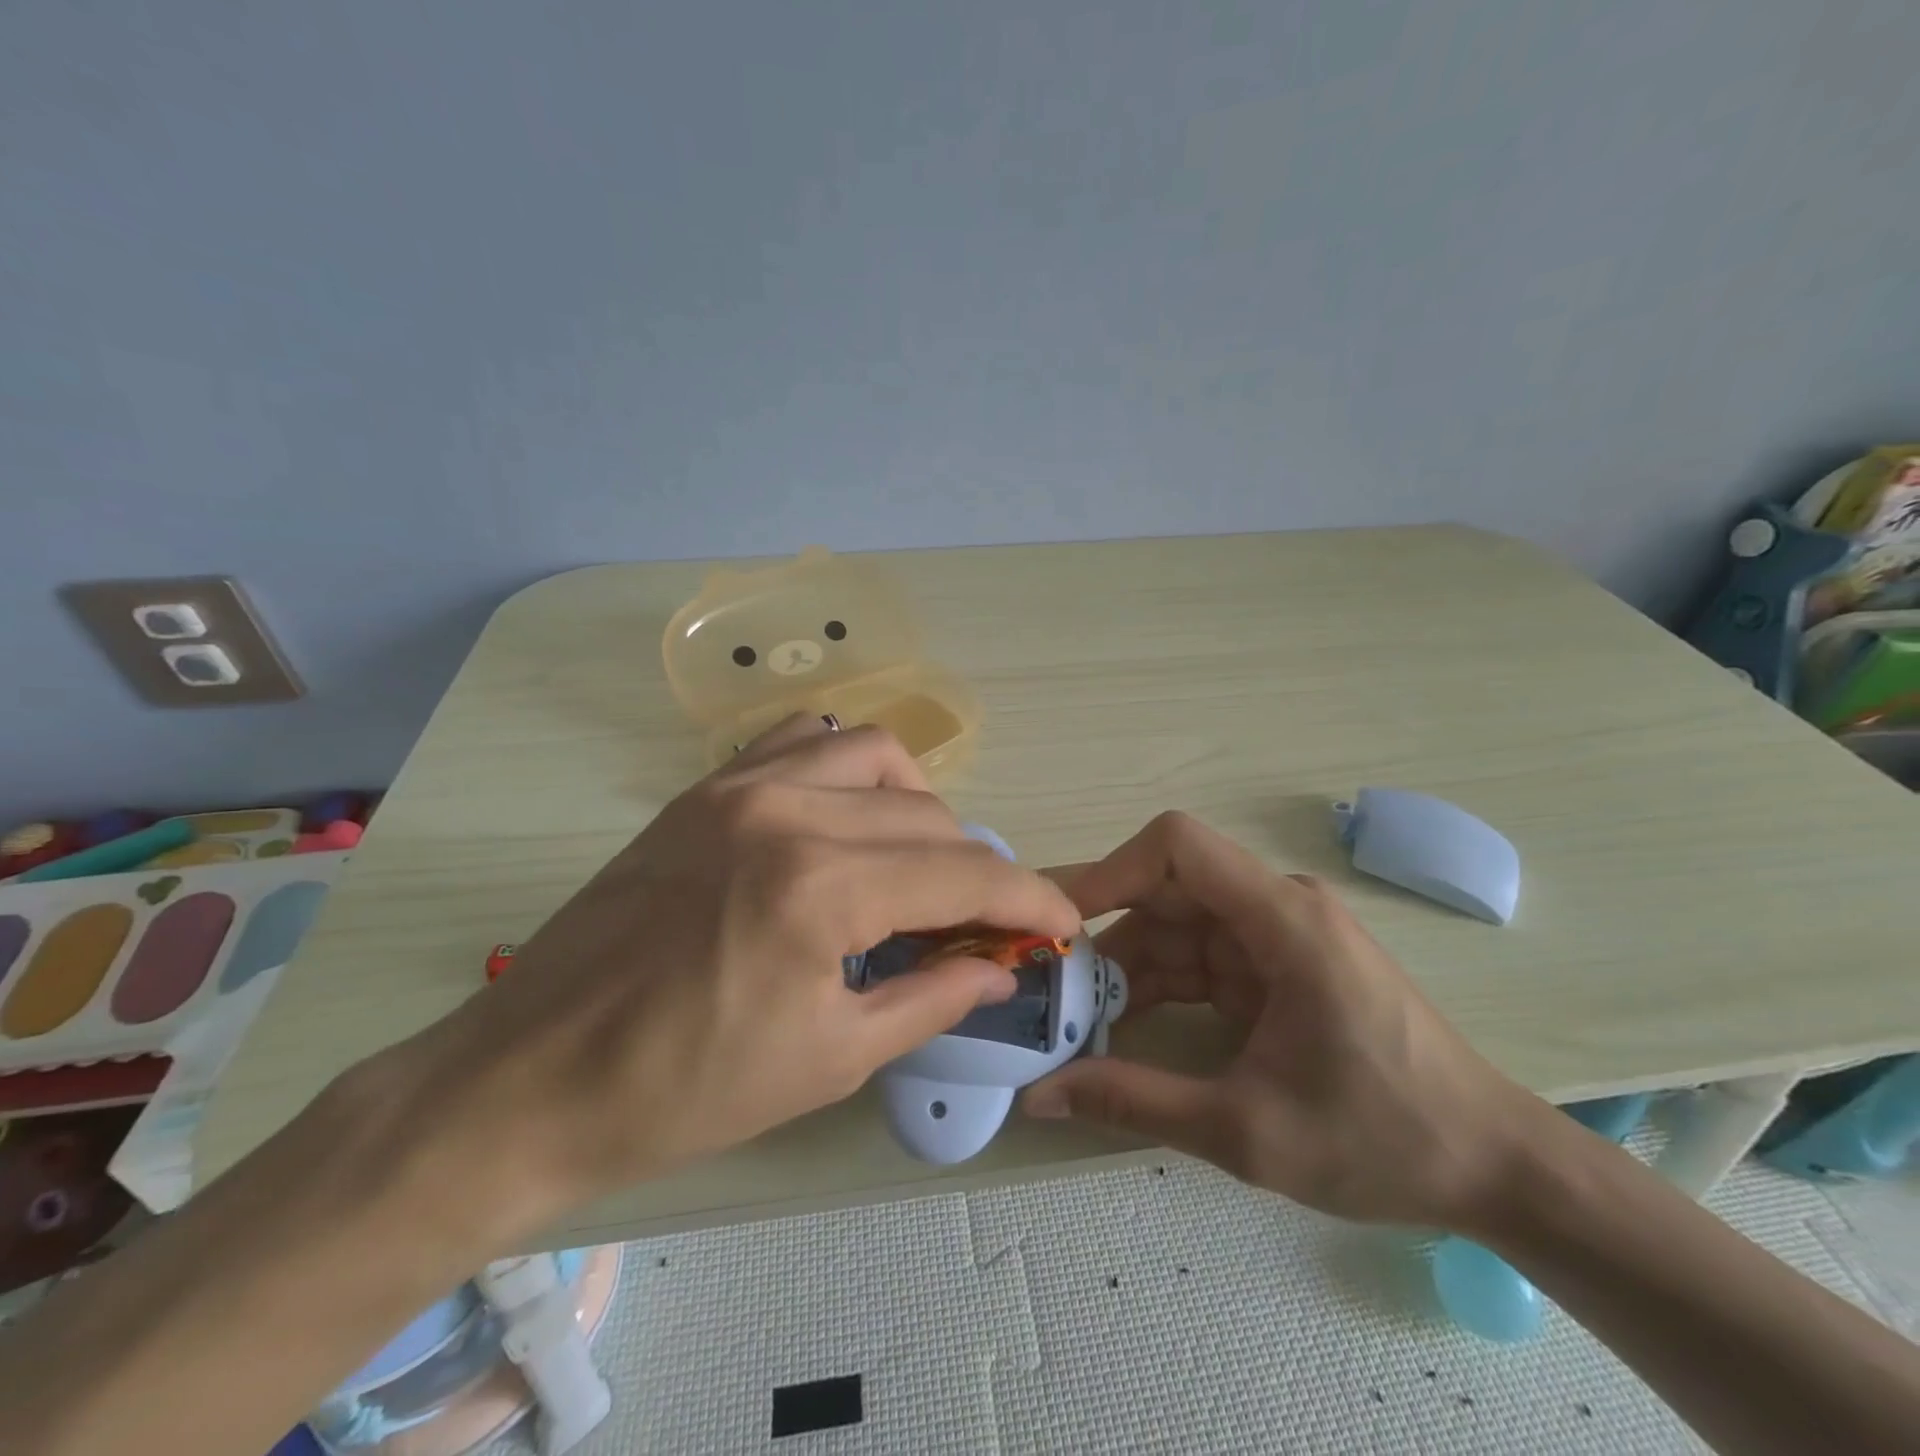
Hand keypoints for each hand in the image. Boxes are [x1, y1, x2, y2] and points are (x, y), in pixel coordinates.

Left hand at [382, 716, 1079, 1235]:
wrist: (532, 1077)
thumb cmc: (685, 1090)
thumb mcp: (832, 1058)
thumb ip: (932, 997)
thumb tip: (999, 964)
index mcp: (821, 888)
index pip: (964, 872)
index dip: (1029, 898)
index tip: (1062, 921)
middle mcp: (788, 812)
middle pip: (929, 816)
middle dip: (974, 871)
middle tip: (976, 924)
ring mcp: (739, 786)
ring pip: (875, 756)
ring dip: (918, 807)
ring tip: (913, 863)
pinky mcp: (705, 788)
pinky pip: (802, 741)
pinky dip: (847, 768)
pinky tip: (846, 817)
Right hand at [1022, 812, 1537, 1230]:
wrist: (1495, 1169)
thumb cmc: (1384, 1140)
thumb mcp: (1246, 1130)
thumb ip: (1133, 1101)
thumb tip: (1037, 1095)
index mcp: (1282, 920)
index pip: (1177, 846)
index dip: (1110, 871)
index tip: (1061, 925)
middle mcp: (1276, 908)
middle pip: (1166, 890)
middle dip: (1102, 933)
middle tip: (1045, 981)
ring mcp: (1277, 936)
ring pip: (1175, 927)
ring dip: (1124, 967)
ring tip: (1071, 1015)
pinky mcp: (1275, 966)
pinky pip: (1198, 959)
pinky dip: (1156, 986)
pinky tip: (1119, 1027)